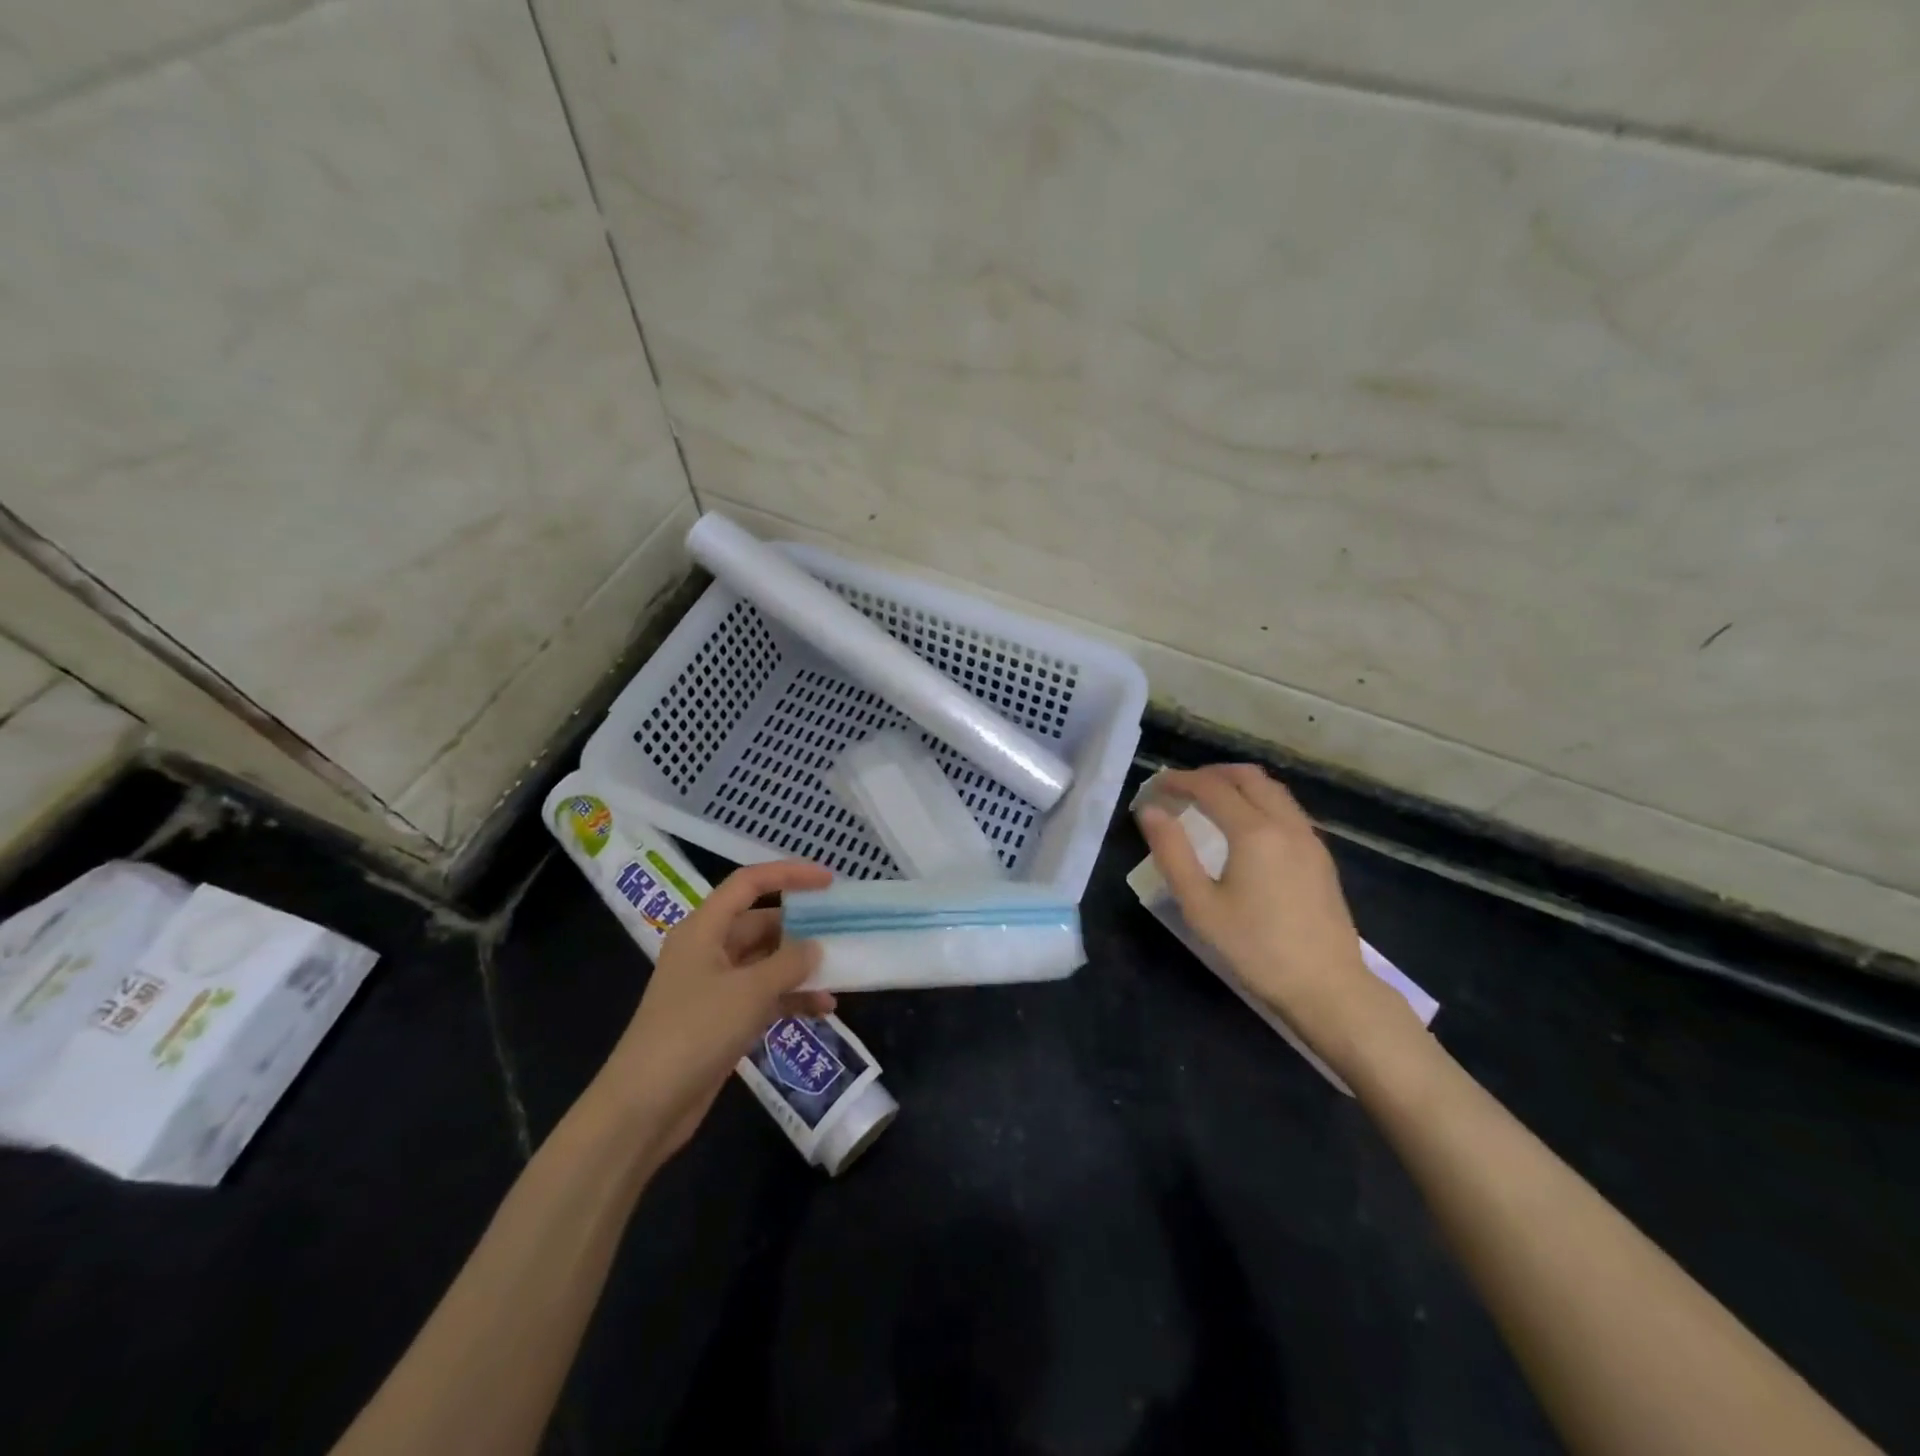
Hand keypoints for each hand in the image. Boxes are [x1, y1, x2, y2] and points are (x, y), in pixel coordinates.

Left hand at [591, 860, 835, 1157]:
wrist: (644, 1106)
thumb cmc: (694, 1032)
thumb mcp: (749, 991)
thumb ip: (789, 963)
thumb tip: (816, 947)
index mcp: (704, 928)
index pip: (749, 883)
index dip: (789, 874)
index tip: (829, 881)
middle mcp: (708, 949)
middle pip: (761, 922)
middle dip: (801, 927)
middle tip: (842, 931)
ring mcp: (715, 986)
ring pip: (766, 961)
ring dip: (800, 966)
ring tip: (840, 971)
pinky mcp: (722, 1019)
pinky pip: (764, 995)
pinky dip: (791, 998)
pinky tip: (824, 1008)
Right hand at [1136, 764, 1413, 1062]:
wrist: (1327, 986)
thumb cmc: (1255, 948)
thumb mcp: (1200, 905)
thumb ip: (1172, 852)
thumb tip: (1151, 811)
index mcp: (1254, 832)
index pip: (1211, 787)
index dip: (1179, 780)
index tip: (1154, 787)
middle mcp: (1286, 824)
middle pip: (1247, 777)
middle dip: (1210, 774)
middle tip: (1180, 789)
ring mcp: (1309, 838)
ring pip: (1272, 789)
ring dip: (1237, 784)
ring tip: (1208, 801)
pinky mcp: (1320, 855)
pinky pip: (1286, 808)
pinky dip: (1258, 800)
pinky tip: (1244, 826)